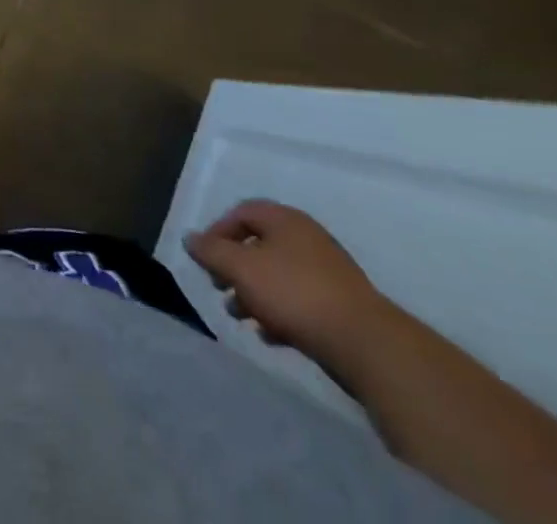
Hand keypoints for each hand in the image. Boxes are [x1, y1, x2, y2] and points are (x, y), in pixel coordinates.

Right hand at [184, 200, 397, 375]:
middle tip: (220, 289)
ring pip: (278, 275)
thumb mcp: (241, 268)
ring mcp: (327, 272)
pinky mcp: (341, 306)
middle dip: (234, 268)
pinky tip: (271, 335)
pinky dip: (279, 312)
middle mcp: (307, 238)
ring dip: (254, 293)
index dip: (217, 232)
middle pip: (259, 245)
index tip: (205, 259)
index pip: (241, 213)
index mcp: (285, 219)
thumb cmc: (294, 293)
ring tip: (241, 317)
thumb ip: (211, 251)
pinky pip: (299, 300)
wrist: (366, 345)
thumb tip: (190, 238)